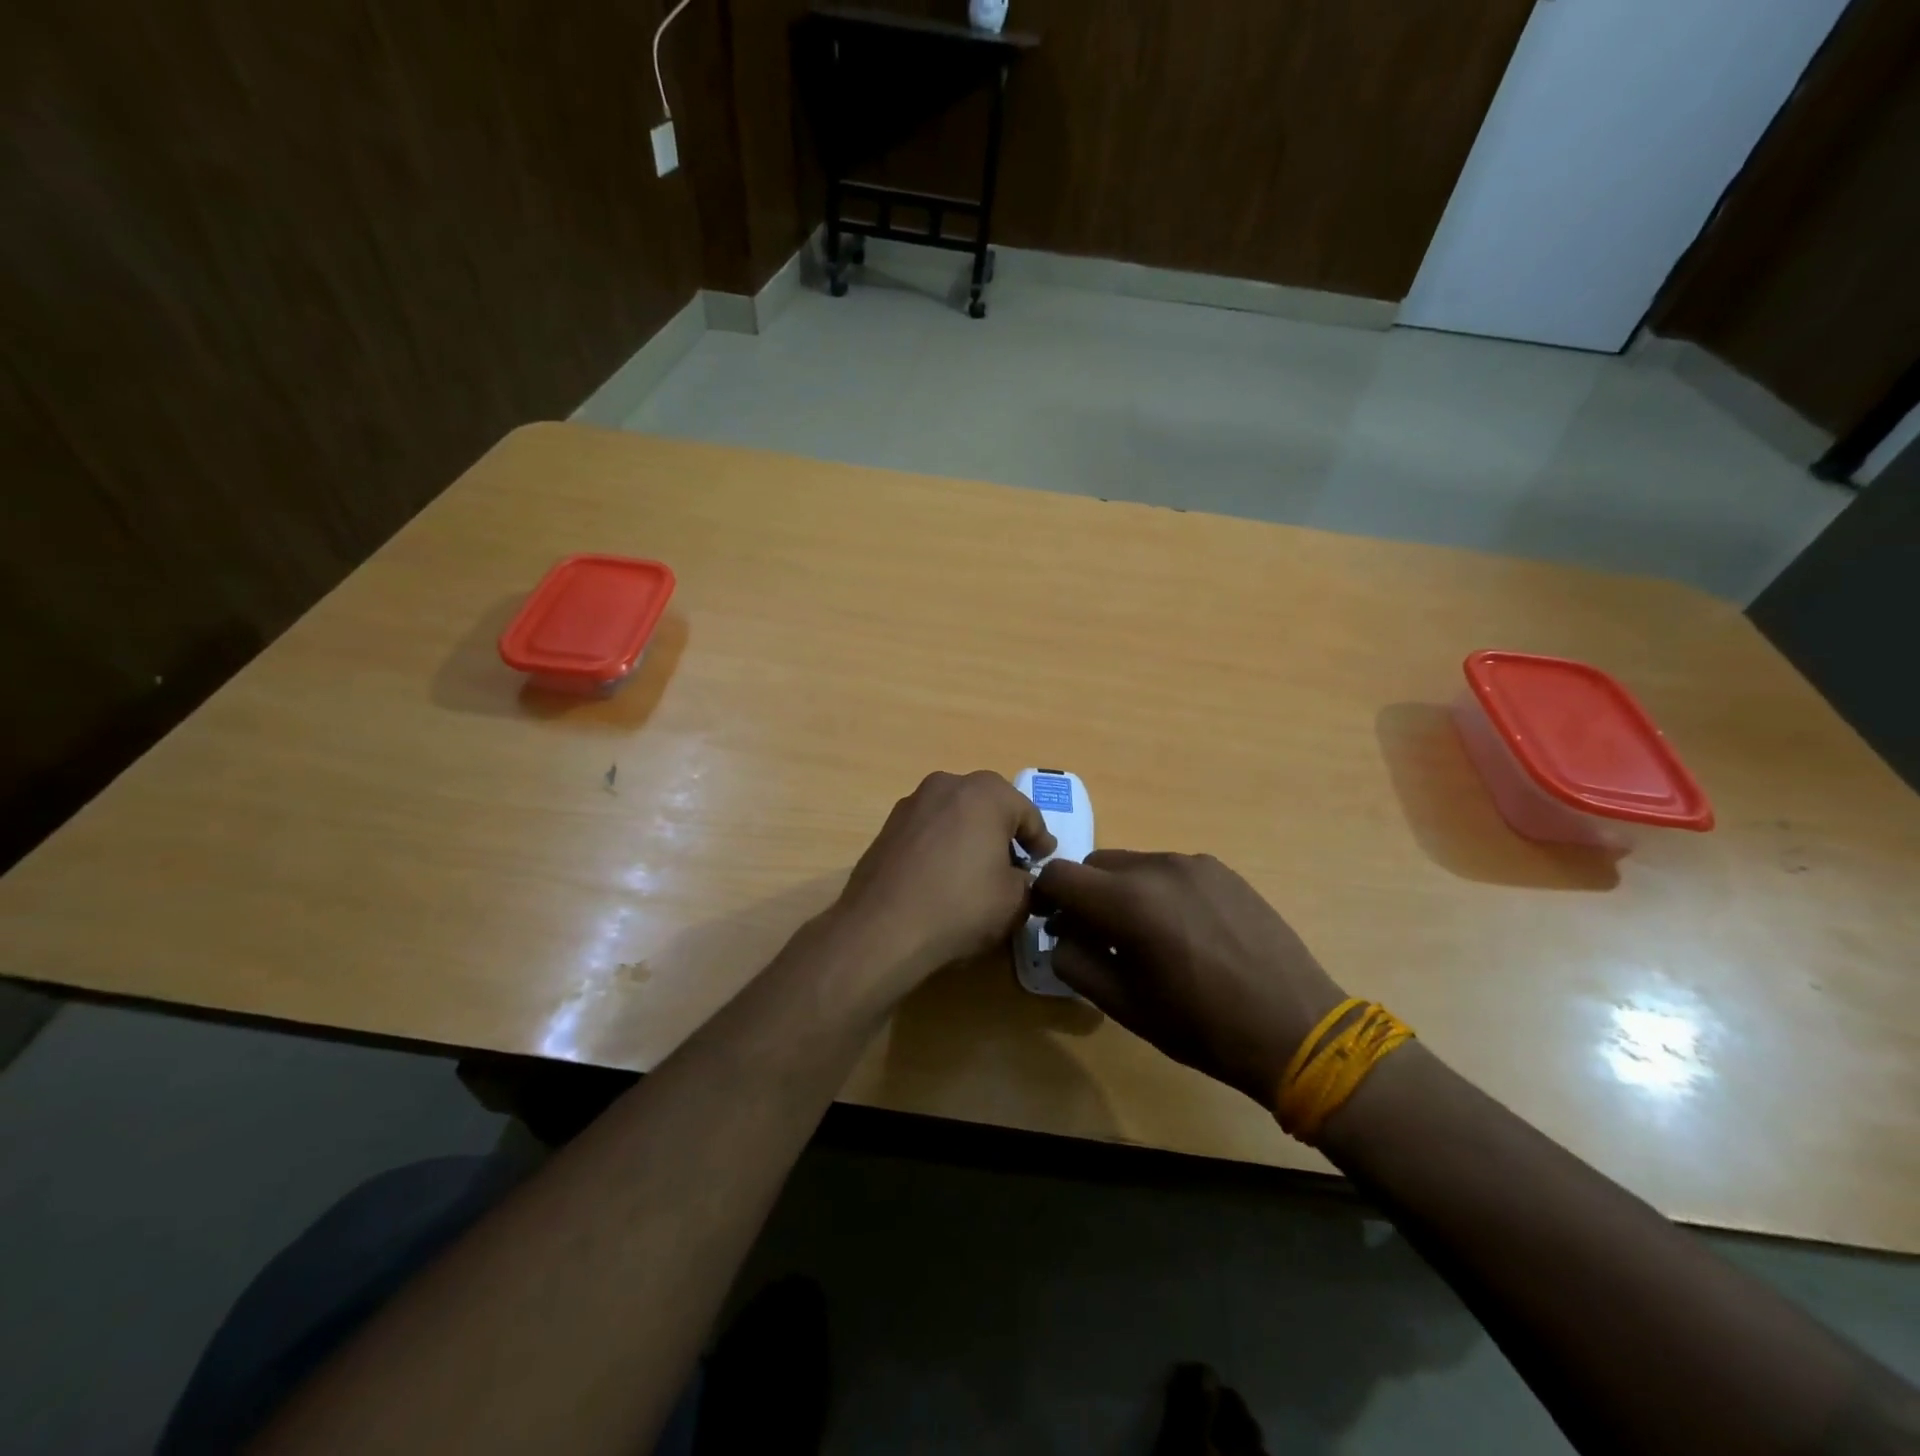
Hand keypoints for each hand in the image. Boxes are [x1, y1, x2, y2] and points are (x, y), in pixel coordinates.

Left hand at [833, 771, 1055, 993]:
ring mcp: (912, 802)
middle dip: (1004, 832)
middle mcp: (948, 785)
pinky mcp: (888, 826)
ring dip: (970, 836)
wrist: (881, 928)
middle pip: (989, 806)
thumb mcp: (1015, 901)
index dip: (1040, 841)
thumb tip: (1022, 879)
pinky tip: (942, 876)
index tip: (1045, 863)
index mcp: (986, 793)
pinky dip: (942, 845)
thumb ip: (1029, 882)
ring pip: (956, 814)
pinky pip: (929, 830)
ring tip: (976, 871)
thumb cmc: (960, 906)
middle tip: (1015, 864)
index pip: (1027, 814)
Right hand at [1034, 851, 1348, 1105]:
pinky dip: (1158, 891)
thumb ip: (1075, 962)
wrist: (1298, 1029)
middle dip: (1085, 895)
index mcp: (1129, 902)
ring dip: (1122, 892)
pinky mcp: (1223, 870)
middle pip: (1095, 865)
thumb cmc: (1203, 1027)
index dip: (1045, 898)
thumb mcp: (1124, 1006)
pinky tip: (1185, 931)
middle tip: (1098, 938)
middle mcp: (1158, 867)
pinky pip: (1170, 870)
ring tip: (1147, 937)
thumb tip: (1061, 934)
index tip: (1053, 925)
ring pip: (1133, 865)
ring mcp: (1195, 864)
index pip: (1059, 875)